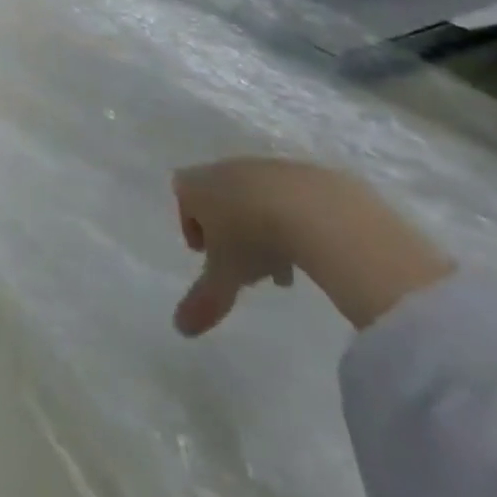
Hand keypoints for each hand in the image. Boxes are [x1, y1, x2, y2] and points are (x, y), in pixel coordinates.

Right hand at [172, 159, 454, 336]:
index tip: (207, 253)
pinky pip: (290, 197)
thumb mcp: (226, 275)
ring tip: (285, 267)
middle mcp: (226, 168)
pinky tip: (311, 248)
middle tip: (247, 267)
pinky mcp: (303, 172)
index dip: (191, 223)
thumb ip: (204, 300)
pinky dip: (294, 220)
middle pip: (220, 197)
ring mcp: (265, 167)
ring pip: (255, 198)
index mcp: (198, 184)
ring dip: (264, 228)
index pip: (182, 195)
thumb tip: (179, 329)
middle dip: (231, 230)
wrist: (316, 210)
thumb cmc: (253, 237)